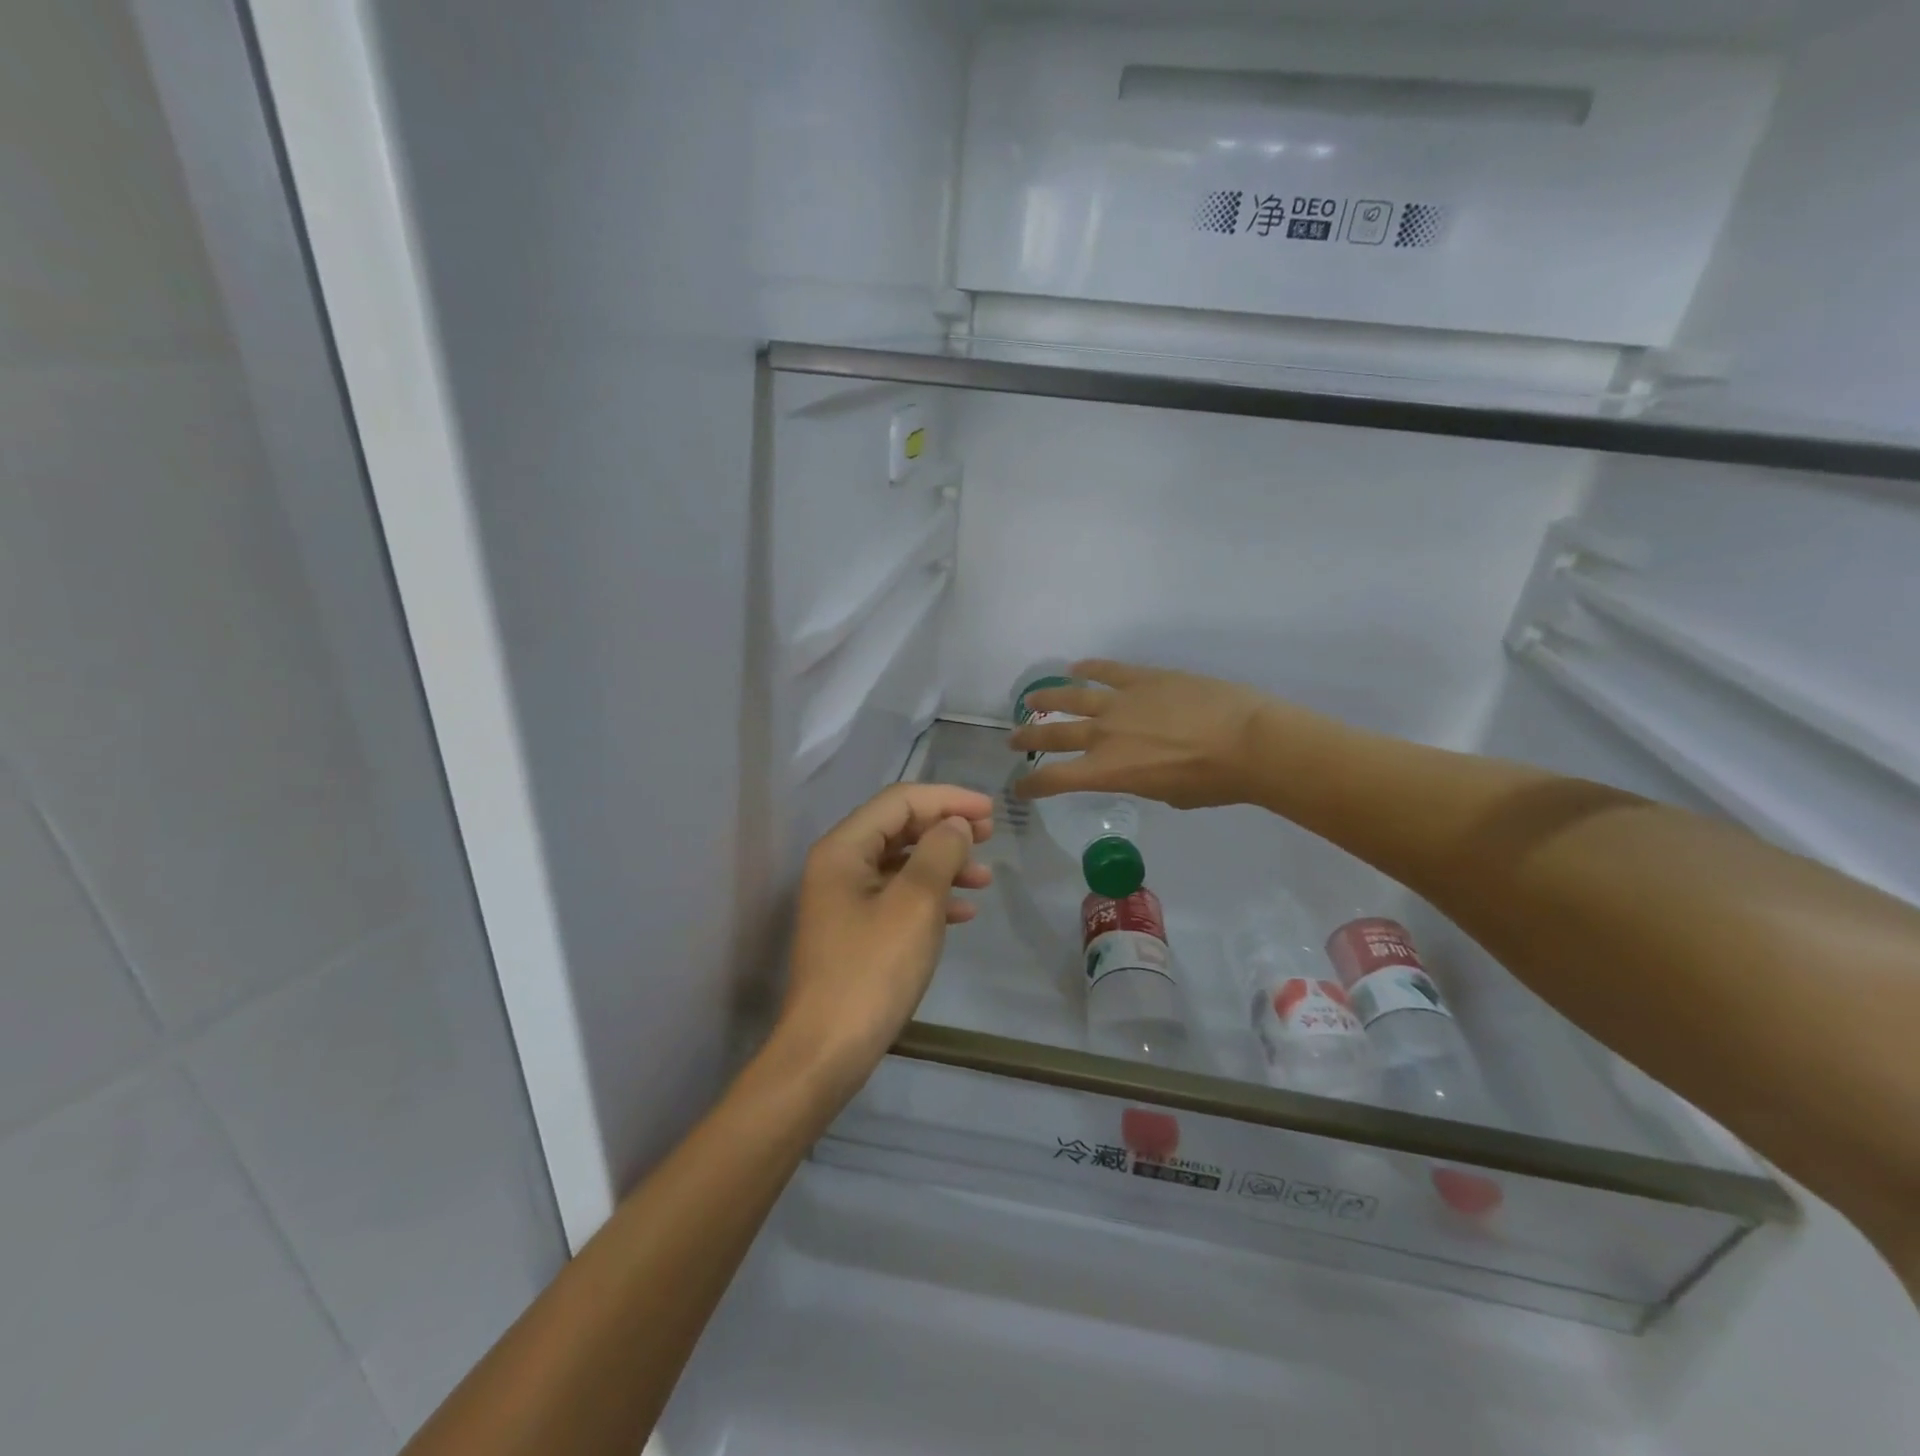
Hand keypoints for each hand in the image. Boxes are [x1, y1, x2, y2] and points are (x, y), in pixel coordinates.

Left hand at [776, 783, 993, 1083]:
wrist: (828, 1050)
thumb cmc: (872, 970)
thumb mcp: (915, 904)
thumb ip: (940, 853)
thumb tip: (955, 824)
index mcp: (844, 849)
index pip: (899, 801)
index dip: (947, 799)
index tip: (990, 812)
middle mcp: (839, 865)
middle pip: (899, 828)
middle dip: (946, 828)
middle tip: (990, 836)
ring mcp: (844, 900)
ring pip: (902, 864)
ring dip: (944, 864)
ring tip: (985, 878)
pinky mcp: (855, 931)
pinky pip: (897, 897)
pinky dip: (931, 897)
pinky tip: (963, 912)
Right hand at [1008, 659, 1284, 809]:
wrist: (1249, 743)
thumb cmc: (1214, 782)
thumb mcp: (1168, 795)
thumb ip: (1143, 781)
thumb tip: (1141, 767)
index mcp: (1109, 771)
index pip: (1056, 779)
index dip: (1032, 785)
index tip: (1020, 786)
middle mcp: (1104, 734)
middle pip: (1053, 734)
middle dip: (1029, 737)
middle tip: (1013, 739)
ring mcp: (1122, 701)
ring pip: (1071, 696)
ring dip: (1047, 698)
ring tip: (1032, 699)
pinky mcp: (1144, 678)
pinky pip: (1108, 670)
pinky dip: (1089, 668)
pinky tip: (1076, 667)